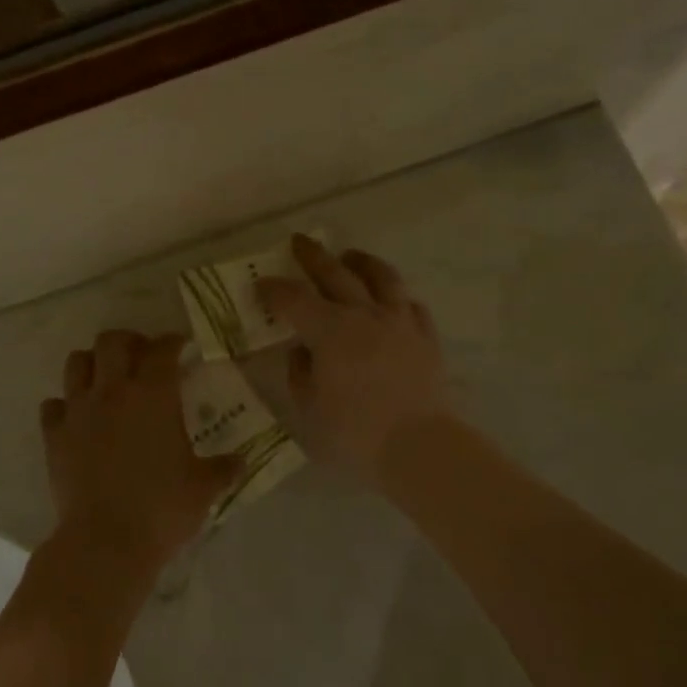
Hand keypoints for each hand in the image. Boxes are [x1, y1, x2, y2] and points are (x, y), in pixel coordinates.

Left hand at [40, 331, 238, 582]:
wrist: (105, 540)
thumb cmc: (162, 508)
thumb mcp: (203, 488)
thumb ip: (223, 468)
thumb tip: (241, 462)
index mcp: (154, 395)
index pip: (163, 349)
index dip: (173, 342)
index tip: (182, 346)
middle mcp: (113, 391)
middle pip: (112, 341)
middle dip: (129, 341)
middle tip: (142, 357)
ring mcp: (78, 411)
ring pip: (76, 363)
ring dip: (93, 363)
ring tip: (107, 379)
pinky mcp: (54, 436)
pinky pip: (53, 405)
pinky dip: (65, 405)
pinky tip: (78, 418)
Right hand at [256, 236, 449, 482]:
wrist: (418, 445)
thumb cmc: (354, 431)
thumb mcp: (309, 407)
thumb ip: (300, 372)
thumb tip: (301, 350)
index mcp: (329, 330)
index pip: (294, 299)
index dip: (274, 289)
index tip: (261, 284)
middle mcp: (364, 315)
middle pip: (336, 274)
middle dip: (313, 256)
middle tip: (300, 242)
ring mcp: (399, 322)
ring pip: (381, 278)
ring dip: (362, 262)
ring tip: (350, 256)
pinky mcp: (425, 337)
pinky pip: (411, 306)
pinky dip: (396, 298)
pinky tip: (392, 301)